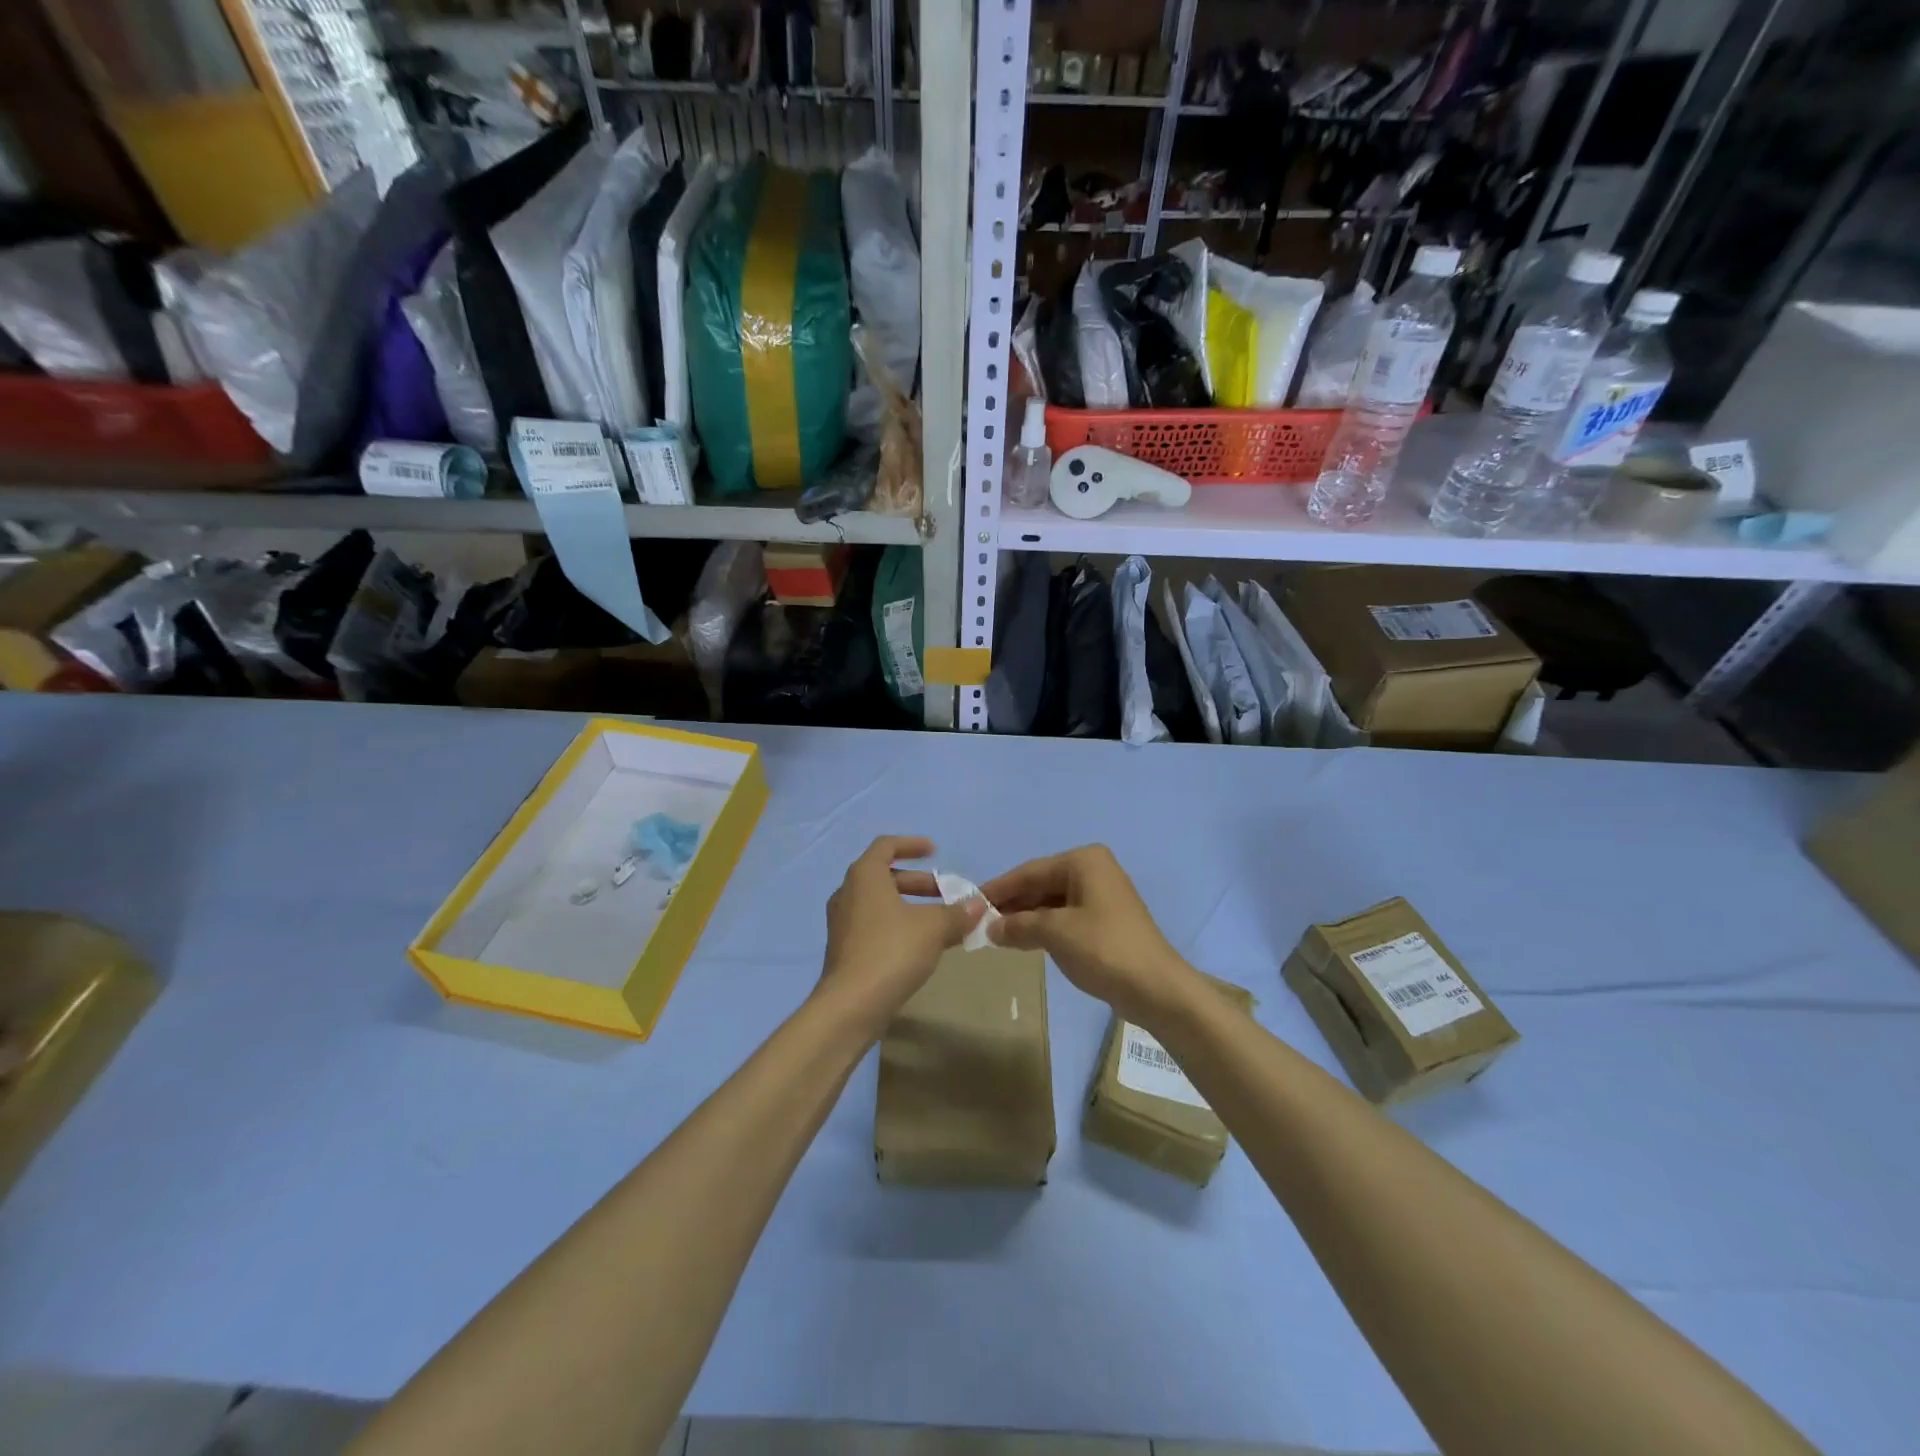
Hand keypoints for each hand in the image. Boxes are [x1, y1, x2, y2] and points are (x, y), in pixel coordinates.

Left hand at [819, 836, 983, 1033]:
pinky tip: (923, 946)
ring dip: (911, 907)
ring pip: (881, 904)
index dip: (912, 845)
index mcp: (865, 876)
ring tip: (941, 922)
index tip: (935, 851)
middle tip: (946, 893)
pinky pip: (876, 926)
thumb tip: (978, 904)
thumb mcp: (933, 928)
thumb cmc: (892, 951)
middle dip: (919, 883)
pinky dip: (899, 926)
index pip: (886, 846)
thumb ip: (957, 913)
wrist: (851, 1005)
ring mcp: (843, 923)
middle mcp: (848, 893)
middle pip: (885, 876)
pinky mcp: (845, 950)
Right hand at [981, 845, 1199, 1026]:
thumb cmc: (1104, 949)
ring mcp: (1102, 895)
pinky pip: (1065, 916)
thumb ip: (1018, 925)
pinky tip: (1023, 940)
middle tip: (979, 922)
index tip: (970, 902)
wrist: (1156, 988)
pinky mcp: (1105, 920)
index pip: (1030, 871)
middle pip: (1041, 884)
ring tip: (995, 933)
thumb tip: (989, 927)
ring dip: (1025, 918)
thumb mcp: (1055, 933)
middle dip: (1012, 904)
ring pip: (1052, 902)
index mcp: (1084, 861)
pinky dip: (1043, 927)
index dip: (998, 888)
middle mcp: (1094, 870)